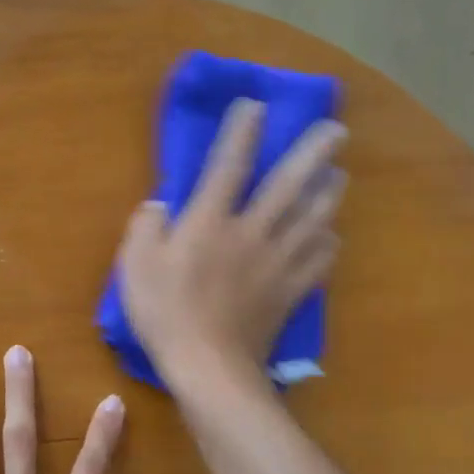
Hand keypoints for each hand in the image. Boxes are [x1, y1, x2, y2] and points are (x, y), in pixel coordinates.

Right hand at [118, 98, 346, 387]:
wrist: (208, 367)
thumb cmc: (165, 314)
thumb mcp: (135, 265)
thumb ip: (146, 226)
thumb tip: (161, 204)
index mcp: (209, 222)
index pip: (228, 166)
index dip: (241, 132)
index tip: (255, 105)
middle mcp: (250, 232)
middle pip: (289, 185)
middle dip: (313, 153)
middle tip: (336, 130)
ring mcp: (276, 263)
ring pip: (313, 218)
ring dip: (329, 193)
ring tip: (339, 175)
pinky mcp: (290, 292)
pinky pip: (318, 261)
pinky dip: (327, 244)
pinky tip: (330, 235)